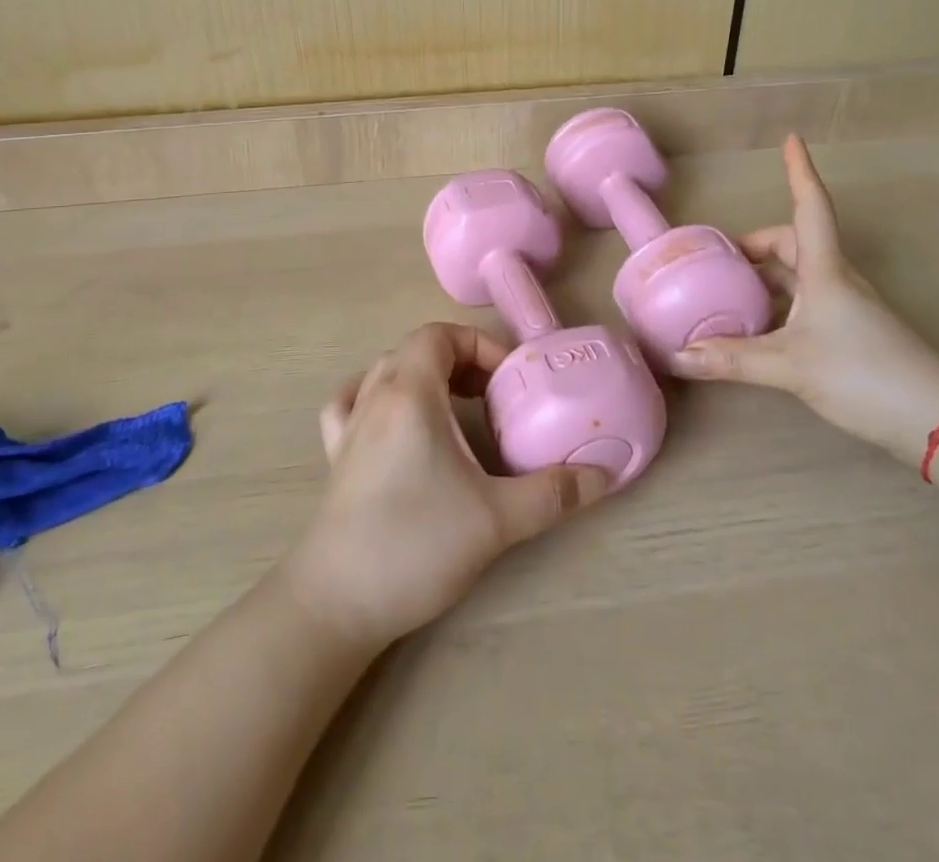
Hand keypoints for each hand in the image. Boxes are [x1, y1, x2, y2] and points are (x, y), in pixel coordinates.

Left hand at [281, 323, 613, 649]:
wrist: (336, 602)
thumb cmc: (415, 545)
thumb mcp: (496, 519)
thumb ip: (552, 494)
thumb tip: (604, 476)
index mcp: (409, 394)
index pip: (440, 335)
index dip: (480, 345)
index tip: (510, 380)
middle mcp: (375, 397)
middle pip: (416, 348)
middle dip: (460, 361)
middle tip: (493, 396)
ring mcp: (349, 425)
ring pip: (386, 371)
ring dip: (424, 375)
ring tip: (455, 406)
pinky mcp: (335, 456)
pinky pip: (351, 402)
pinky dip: (375, 396)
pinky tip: (392, 419)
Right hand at [672, 136, 938, 462]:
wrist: (938, 419)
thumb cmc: (864, 373)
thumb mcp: (789, 366)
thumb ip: (732, 360)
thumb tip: (676, 356)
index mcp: (824, 270)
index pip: (810, 207)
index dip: (800, 172)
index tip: (792, 139)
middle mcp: (836, 278)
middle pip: (794, 242)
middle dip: (758, 244)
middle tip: (721, 258)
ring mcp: (846, 306)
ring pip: (799, 274)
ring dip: (766, 276)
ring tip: (730, 292)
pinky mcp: (852, 331)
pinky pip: (805, 301)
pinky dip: (778, 303)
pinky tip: (759, 329)